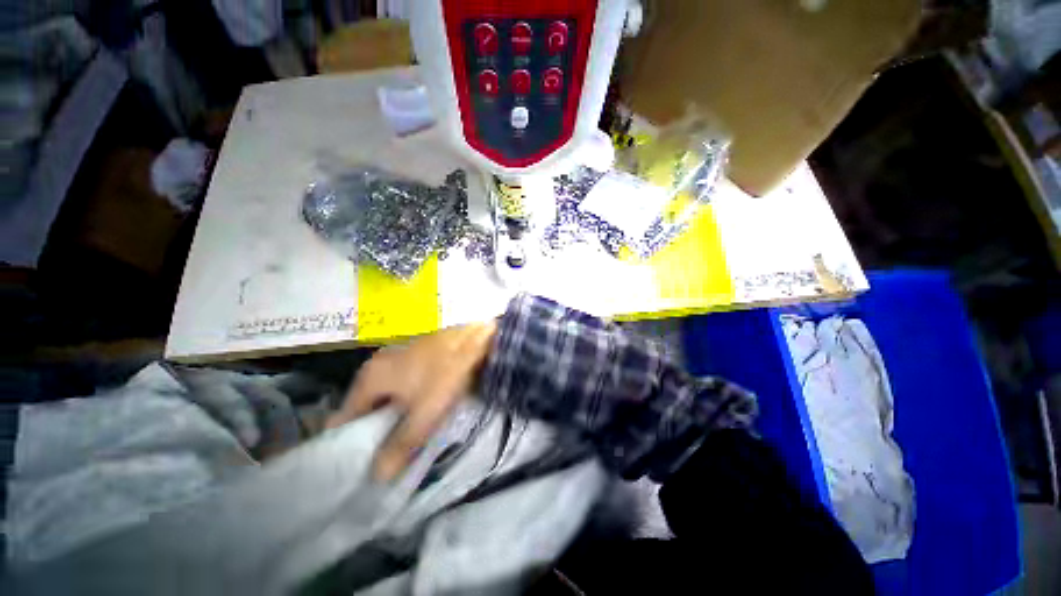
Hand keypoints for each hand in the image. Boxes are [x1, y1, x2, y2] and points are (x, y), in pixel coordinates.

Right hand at [326, 321, 497, 480]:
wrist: (474, 335)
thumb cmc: (446, 372)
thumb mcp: (425, 413)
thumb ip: (400, 445)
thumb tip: (376, 477)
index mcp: (369, 379)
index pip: (342, 419)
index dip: (346, 445)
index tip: (356, 467)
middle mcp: (376, 366)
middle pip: (364, 409)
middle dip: (373, 434)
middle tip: (383, 459)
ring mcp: (395, 358)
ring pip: (385, 398)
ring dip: (391, 419)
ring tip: (401, 442)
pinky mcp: (414, 357)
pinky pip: (401, 387)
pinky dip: (405, 403)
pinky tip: (418, 415)